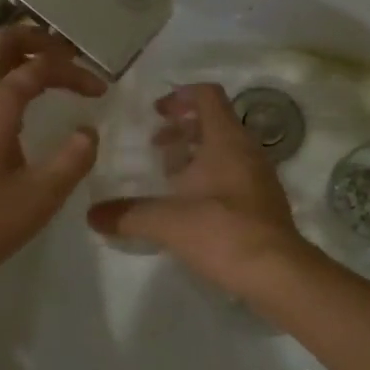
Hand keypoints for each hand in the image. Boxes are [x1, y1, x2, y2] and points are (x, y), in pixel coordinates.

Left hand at [0, 24, 102, 308]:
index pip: (41, 67)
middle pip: (2, 42)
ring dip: (12, 52)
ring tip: (42, 68)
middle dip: (38, 40)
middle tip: (68, 55)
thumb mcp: (40, 196)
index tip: (101, 90)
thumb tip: (88, 131)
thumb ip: (72, 159)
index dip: (75, 72)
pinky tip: (14, 100)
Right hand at [87, 83, 307, 289]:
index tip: (155, 113)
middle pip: (215, 122)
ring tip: (168, 176)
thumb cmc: (223, 231)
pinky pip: (232, 175)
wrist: (277, 273)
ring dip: (196, 154)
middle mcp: (247, 151)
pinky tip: (189, 206)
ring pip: (224, 150)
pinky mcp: (262, 203)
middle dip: (183, 128)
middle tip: (156, 145)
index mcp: (226, 140)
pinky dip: (209, 178)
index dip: (180, 96)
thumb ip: (127, 215)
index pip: (207, 95)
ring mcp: (258, 177)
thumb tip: (92, 215)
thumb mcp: (167, 221)